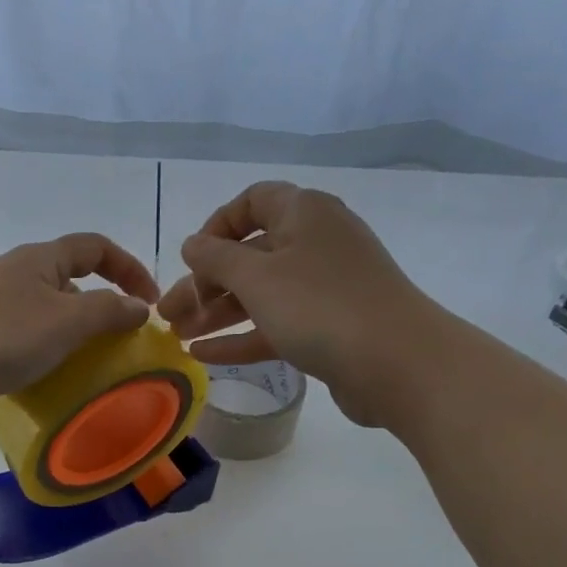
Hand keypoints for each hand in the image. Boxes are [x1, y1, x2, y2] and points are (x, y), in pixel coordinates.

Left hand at [0, 233, 159, 431]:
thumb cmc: (0, 335)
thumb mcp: (67, 320)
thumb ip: (109, 311)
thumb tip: (140, 307)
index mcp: (39, 260)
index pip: (95, 247)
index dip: (129, 267)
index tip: (151, 303)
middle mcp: (16, 277)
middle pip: (71, 281)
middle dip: (102, 307)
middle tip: (123, 343)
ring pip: (47, 316)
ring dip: (74, 337)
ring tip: (94, 368)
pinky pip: (25, 343)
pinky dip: (46, 357)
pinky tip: (53, 383)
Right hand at [159, 181, 431, 425]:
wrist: (399, 364)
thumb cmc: (321, 307)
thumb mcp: (257, 277)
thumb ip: (216, 258)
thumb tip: (193, 244)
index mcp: (303, 213)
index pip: (252, 202)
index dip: (216, 227)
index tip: (190, 259)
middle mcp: (315, 243)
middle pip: (249, 255)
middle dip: (204, 284)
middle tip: (167, 314)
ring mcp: (325, 287)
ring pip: (260, 294)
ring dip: (217, 313)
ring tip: (177, 337)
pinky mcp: (330, 327)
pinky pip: (277, 324)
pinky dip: (242, 336)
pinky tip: (204, 356)